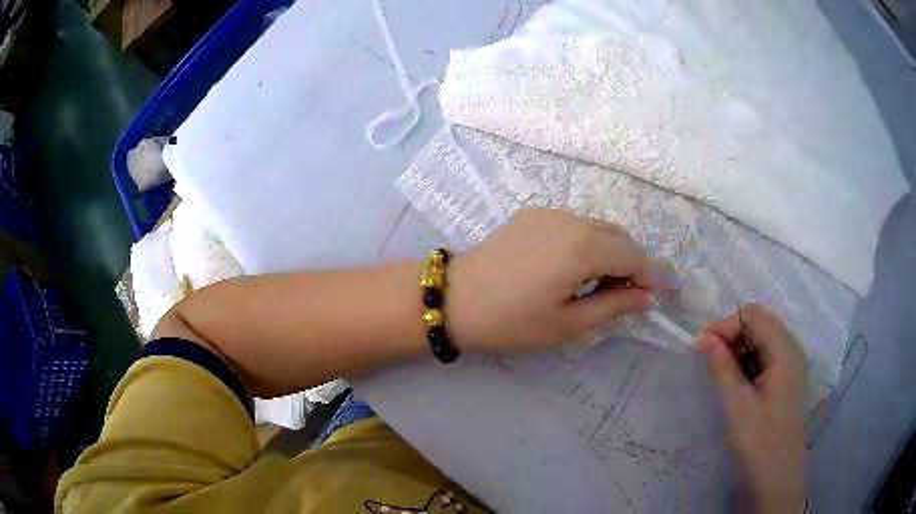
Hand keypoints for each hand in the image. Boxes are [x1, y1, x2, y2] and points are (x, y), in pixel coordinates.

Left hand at [445, 208, 651, 351]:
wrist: (455, 299)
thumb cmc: (511, 321)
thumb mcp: (567, 323)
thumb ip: (614, 305)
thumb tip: (647, 297)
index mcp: (583, 248)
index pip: (633, 256)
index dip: (647, 277)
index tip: (649, 298)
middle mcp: (571, 220)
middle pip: (620, 236)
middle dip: (631, 263)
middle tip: (624, 295)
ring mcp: (550, 212)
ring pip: (598, 226)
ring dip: (610, 250)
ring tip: (597, 283)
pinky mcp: (532, 214)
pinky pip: (575, 223)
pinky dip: (587, 241)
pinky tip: (571, 266)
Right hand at [696, 304, 806, 513]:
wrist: (777, 478)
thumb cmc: (759, 443)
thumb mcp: (737, 405)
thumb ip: (723, 367)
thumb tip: (703, 337)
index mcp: (785, 351)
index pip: (753, 315)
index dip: (725, 325)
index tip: (700, 348)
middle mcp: (791, 349)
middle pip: (759, 323)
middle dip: (731, 336)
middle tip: (707, 361)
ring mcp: (790, 365)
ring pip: (761, 339)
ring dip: (737, 350)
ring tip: (720, 375)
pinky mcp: (785, 379)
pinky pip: (764, 356)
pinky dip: (746, 362)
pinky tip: (736, 384)